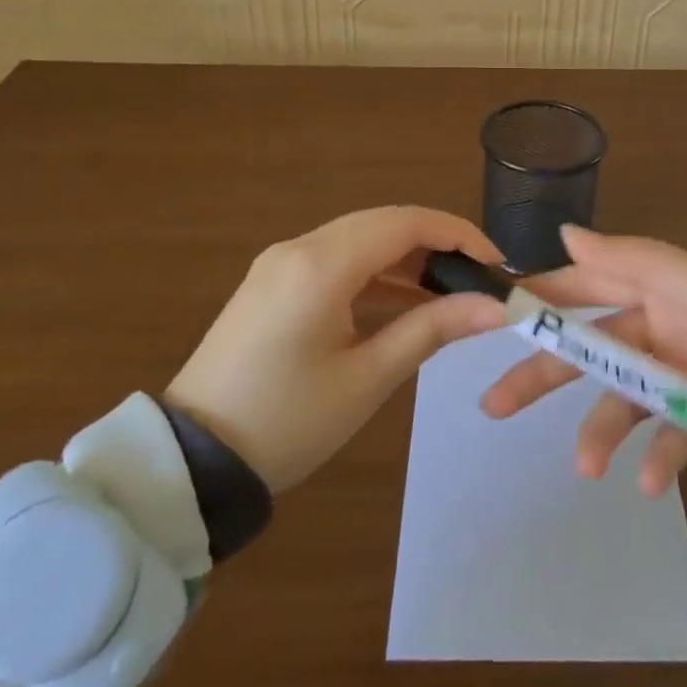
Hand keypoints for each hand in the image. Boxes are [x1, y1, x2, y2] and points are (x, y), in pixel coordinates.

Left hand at [166, 206, 509, 490]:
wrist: (191, 464)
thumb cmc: (287, 423)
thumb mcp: (367, 378)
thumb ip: (432, 329)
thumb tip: (495, 307)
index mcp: (320, 265)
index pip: (405, 222)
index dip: (457, 234)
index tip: (494, 262)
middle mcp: (299, 247)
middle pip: (383, 223)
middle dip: (435, 242)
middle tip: (476, 276)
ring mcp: (281, 262)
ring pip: (360, 238)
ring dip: (405, 257)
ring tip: (448, 292)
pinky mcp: (272, 282)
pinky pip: (336, 259)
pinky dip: (374, 272)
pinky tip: (402, 301)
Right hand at [481, 225, 686, 496]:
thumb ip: (635, 260)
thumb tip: (566, 232)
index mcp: (665, 286)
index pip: (591, 284)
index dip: (545, 297)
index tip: (495, 315)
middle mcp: (669, 326)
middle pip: (594, 347)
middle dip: (546, 372)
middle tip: (494, 405)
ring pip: (623, 400)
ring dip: (600, 430)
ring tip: (587, 468)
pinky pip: (669, 440)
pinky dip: (657, 460)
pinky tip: (653, 483)